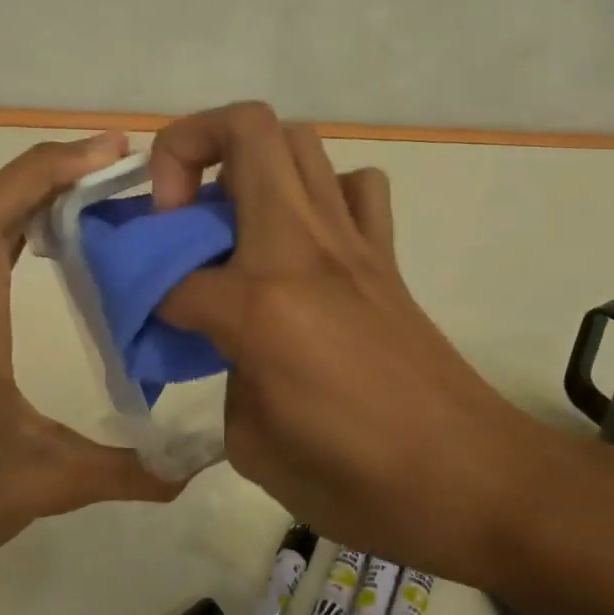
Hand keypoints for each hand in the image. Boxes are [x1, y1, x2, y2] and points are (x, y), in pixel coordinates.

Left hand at [0, 132, 181, 587]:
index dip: (43, 171)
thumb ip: (128, 470)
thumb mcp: (49, 482)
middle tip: (112, 162)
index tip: (105, 153)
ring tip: (85, 192)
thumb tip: (195, 466)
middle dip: (46, 172)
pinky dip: (1, 230)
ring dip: (23, 198)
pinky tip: (37, 244)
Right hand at [152, 103, 564, 589]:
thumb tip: (223, 345)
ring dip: (248, 163)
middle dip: (186, 149)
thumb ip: (223, 376)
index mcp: (260, 302)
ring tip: (229, 222)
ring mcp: (352, 242)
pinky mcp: (385, 256)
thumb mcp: (253, 445)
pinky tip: (302, 242)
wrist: (476, 483)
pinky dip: (319, 193)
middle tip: (173, 212)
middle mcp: (304, 247)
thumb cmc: (359, 482)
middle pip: (244, 131)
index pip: (171, 274)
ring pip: (298, 141)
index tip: (136, 320)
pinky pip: (353, 188)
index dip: (138, 293)